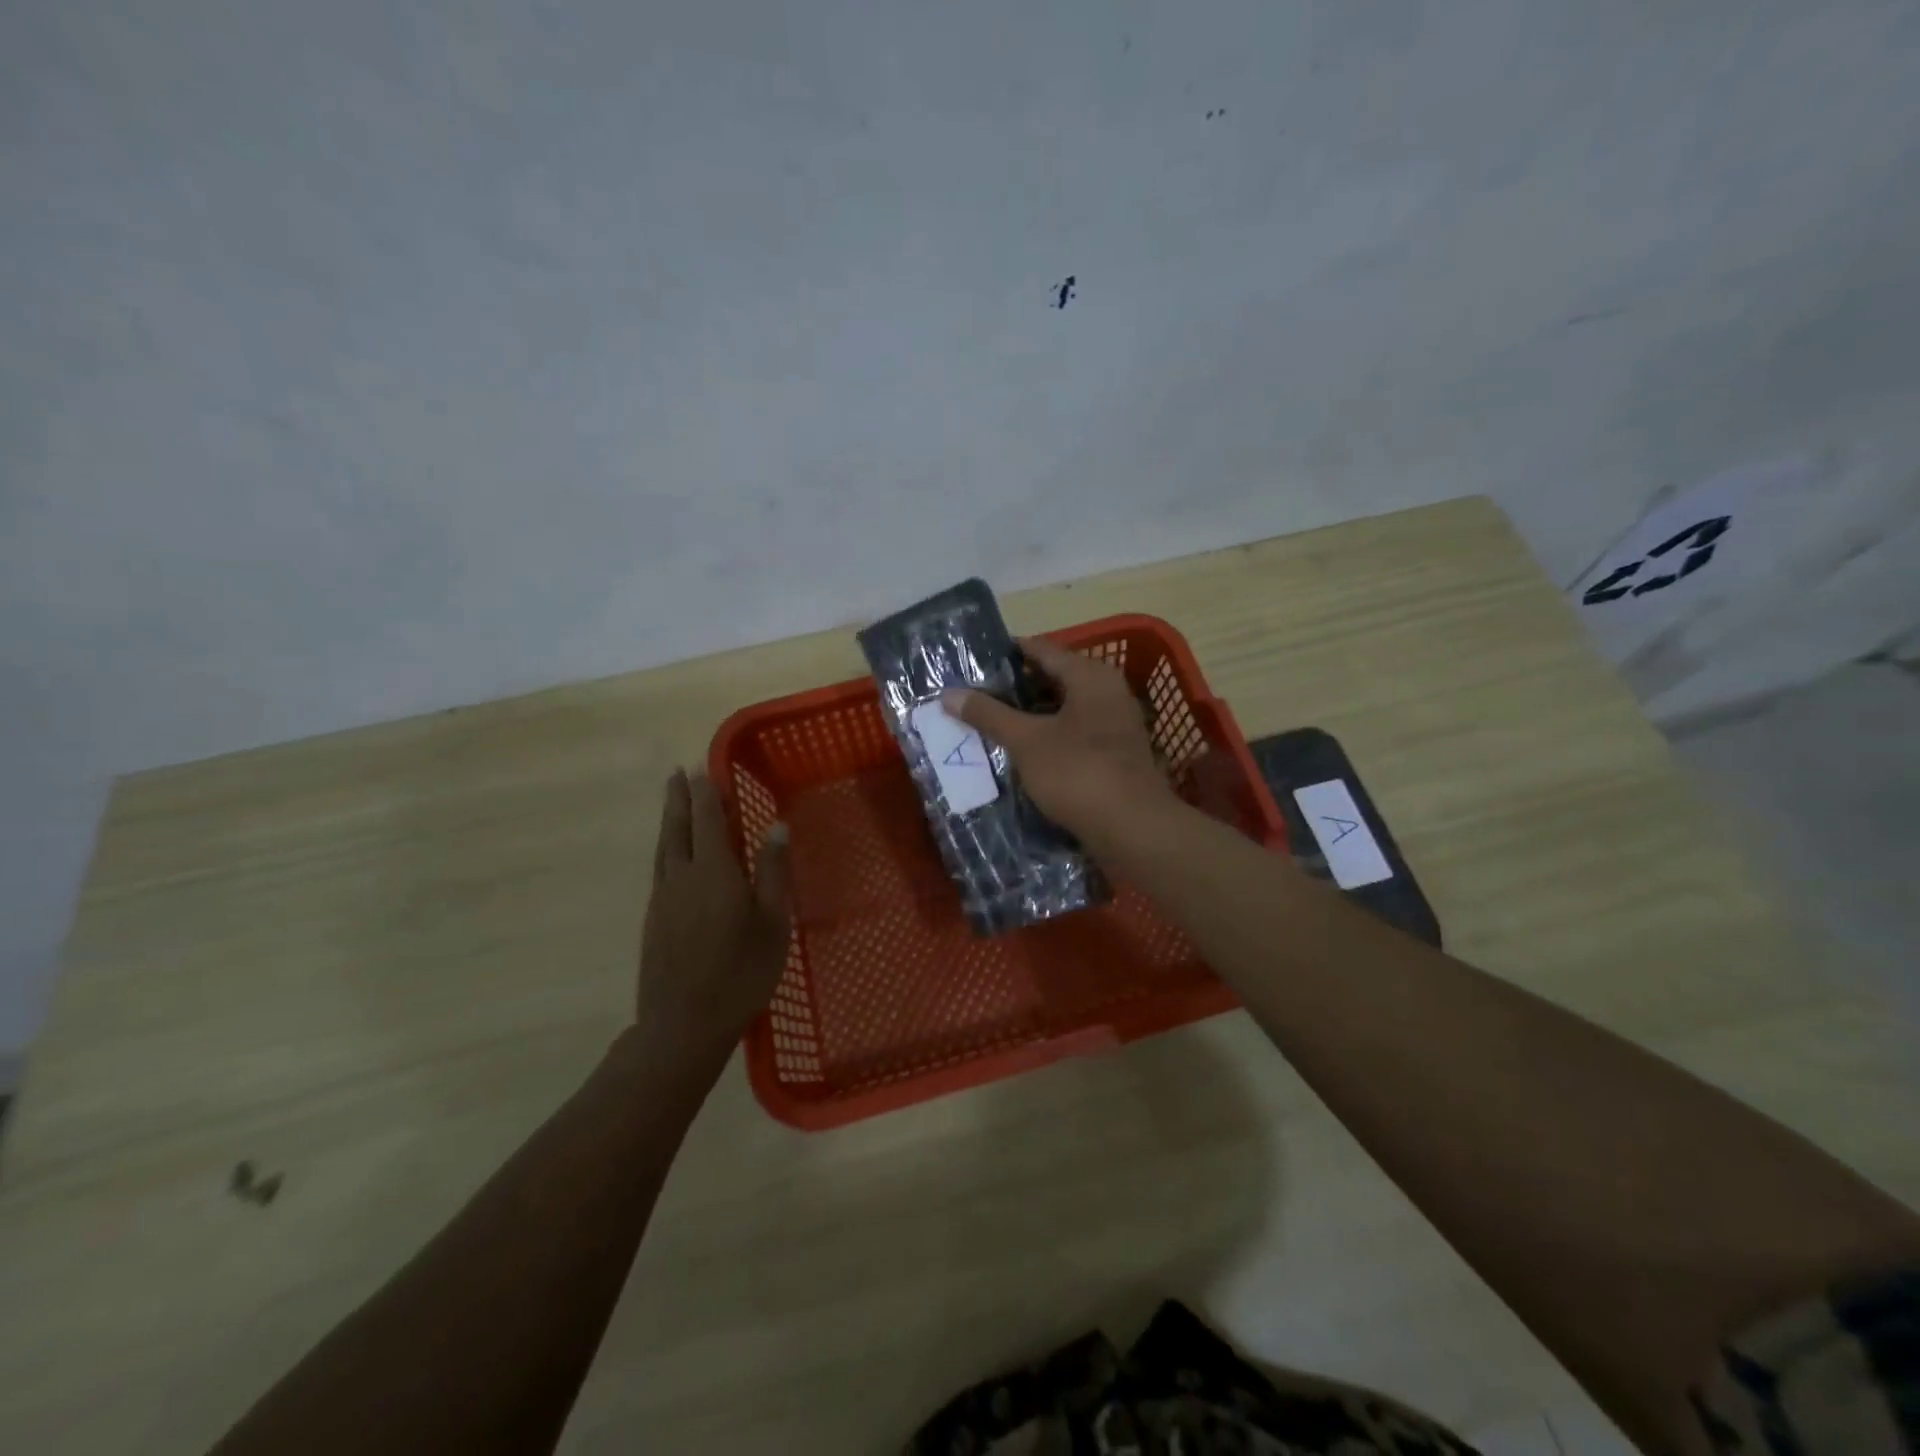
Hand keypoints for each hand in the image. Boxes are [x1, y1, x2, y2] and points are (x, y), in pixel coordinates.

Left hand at [636, 770, 790, 1066]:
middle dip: (679, 798)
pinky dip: (666, 847)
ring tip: (672, 800)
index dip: (707, 793)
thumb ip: (773, 872)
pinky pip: (660, 868)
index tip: (704, 768)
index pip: (708, 820)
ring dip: (669, 819)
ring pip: (664, 847)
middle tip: (677, 772)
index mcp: (714, 872)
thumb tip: (777, 826)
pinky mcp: (654, 919)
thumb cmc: (741, 973)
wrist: (684, 1025)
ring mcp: (663, 898)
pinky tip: (672, 853)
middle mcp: (682, 876)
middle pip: (677, 827)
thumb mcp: (772, 923)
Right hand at [941, 637, 1179, 849]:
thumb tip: (949, 694)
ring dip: (1029, 715)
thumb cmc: (1077, 772)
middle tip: (974, 695)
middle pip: (1053, 678)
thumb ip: (989, 714)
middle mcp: (1107, 691)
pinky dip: (1047, 737)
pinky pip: (1073, 734)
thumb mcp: (1026, 741)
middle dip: (1014, 688)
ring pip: (1062, 709)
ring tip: (989, 722)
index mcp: (1090, 675)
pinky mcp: (1114, 754)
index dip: (1005, 653)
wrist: (1132, 828)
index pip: (1041, 648)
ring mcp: (1114, 724)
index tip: (971, 662)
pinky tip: (1020, 751)